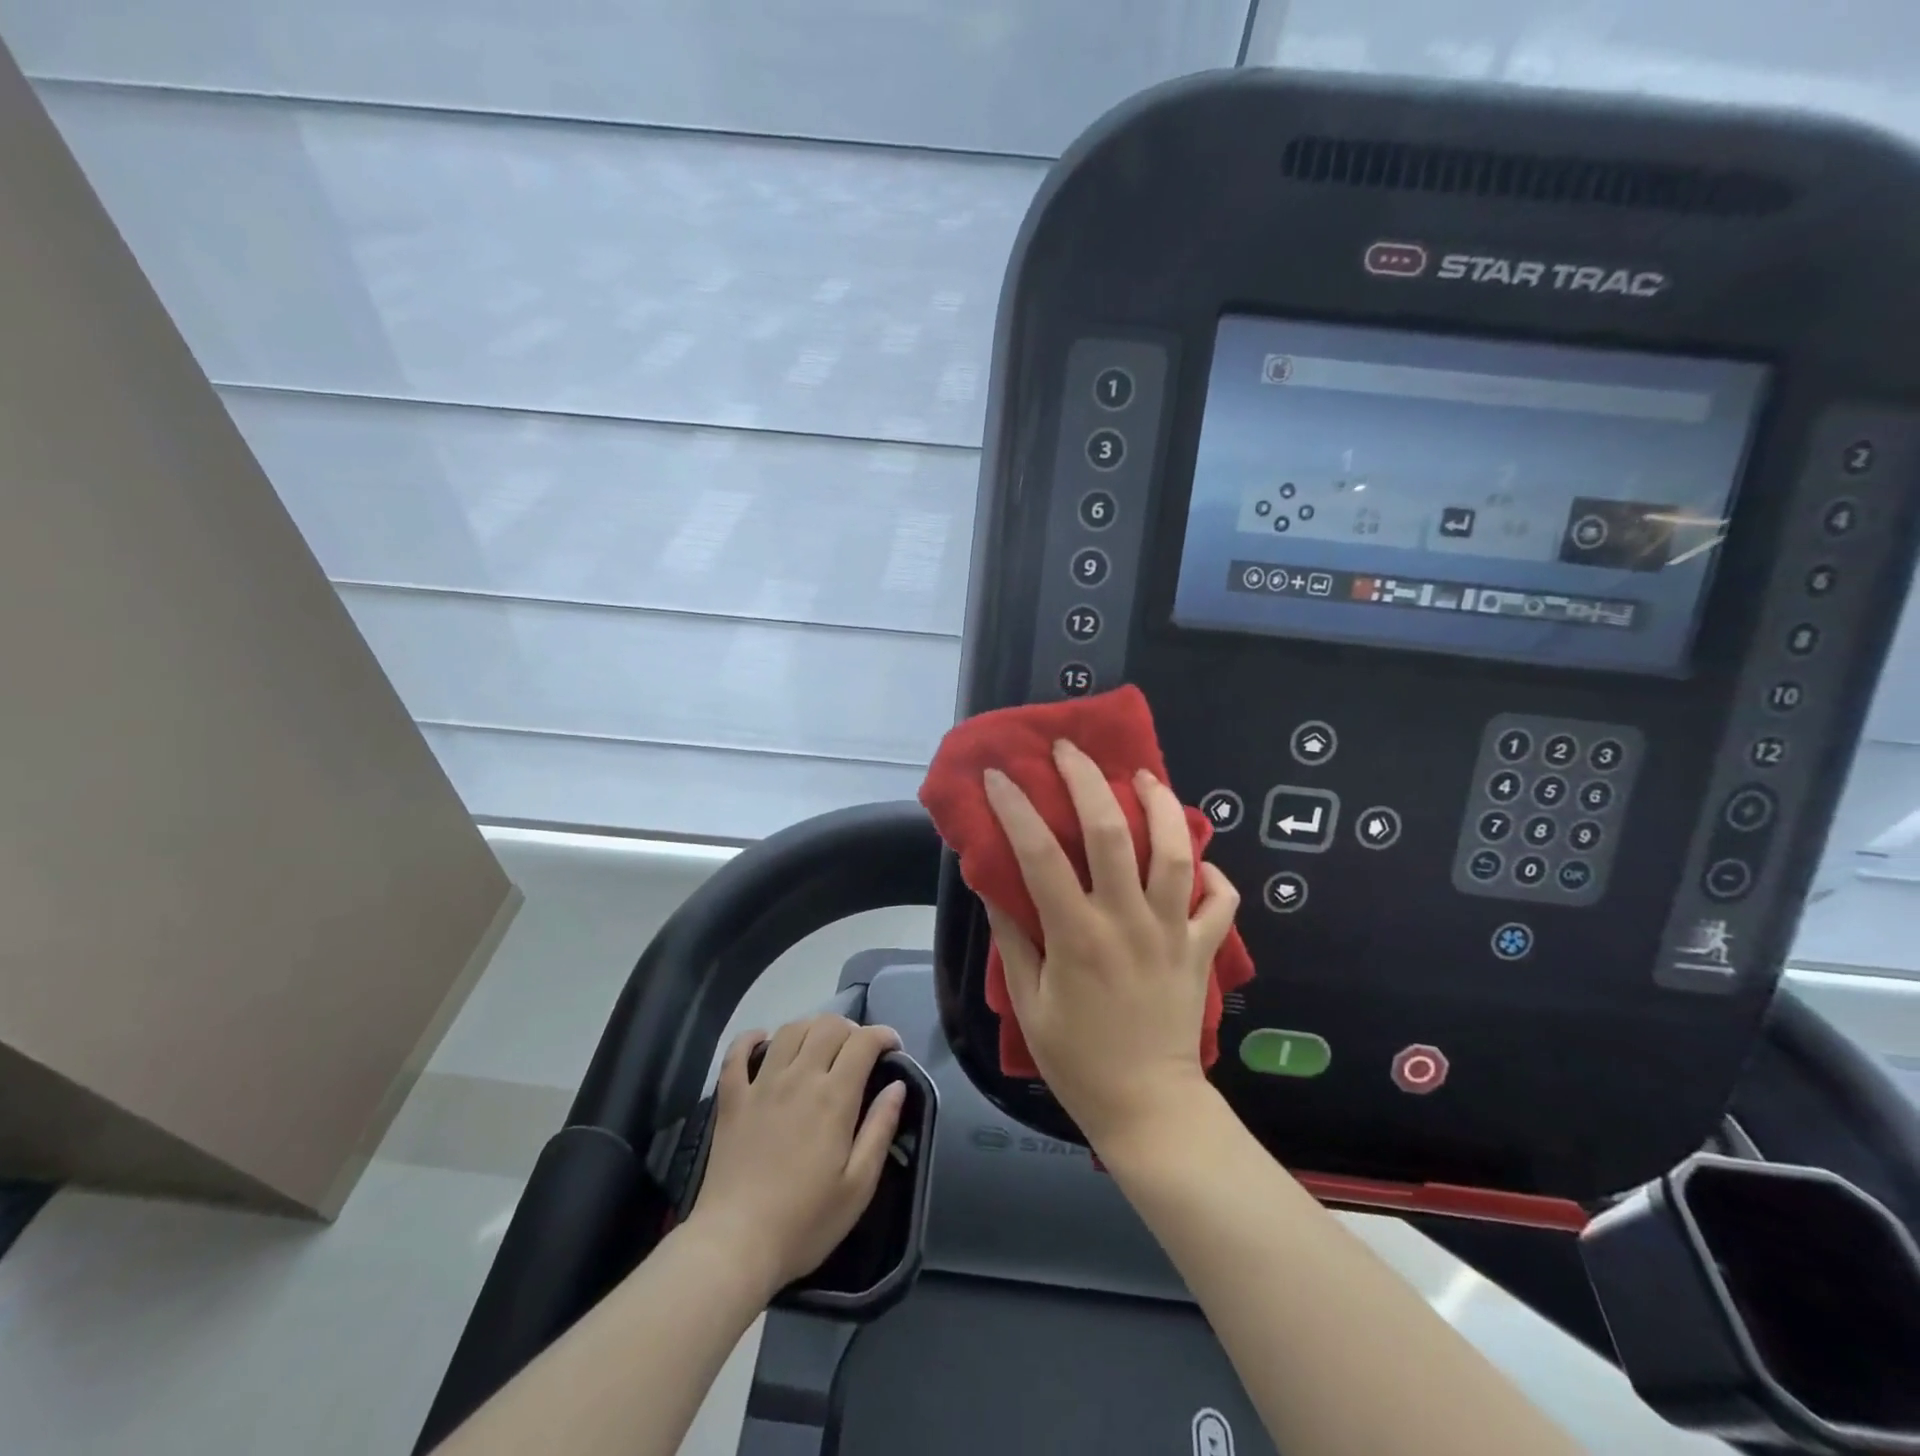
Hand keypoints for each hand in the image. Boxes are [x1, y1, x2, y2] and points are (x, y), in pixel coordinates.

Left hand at [688, 1015, 905, 1301]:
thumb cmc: (804, 1222)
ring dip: (811, 1028)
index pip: (863, 1042)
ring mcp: (761, 1084)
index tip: (893, 1048)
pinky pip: (737, 1052)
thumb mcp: (858, 1186)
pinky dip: (751, 1038)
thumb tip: (897, 1086)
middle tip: (859, 1052)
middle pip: (828, 1026)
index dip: (883, 1035)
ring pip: (789, 1030)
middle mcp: (798, 1077)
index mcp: (834, 1097)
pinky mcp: (732, 1099)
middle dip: (851, 1029)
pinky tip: (763, 1041)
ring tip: (820, 1046)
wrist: (734, 1246)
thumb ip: (880, 1129)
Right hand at [982, 740, 1239, 1154]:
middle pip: (1111, 833)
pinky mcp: (1202, 950)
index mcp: (1076, 936)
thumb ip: (1013, 939)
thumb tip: (993, 885)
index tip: (999, 776)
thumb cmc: (1077, 1059)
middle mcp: (1127, 922)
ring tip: (1142, 777)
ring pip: (1176, 852)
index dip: (1016, 808)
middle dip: (1088, 781)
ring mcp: (1172, 933)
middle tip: (1070, 750)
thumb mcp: (1028, 1003)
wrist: (1148, 1108)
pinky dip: (1213, 874)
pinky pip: (1219, 901)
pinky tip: (1198, 859)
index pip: (1039, 856)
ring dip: (1161, 805)